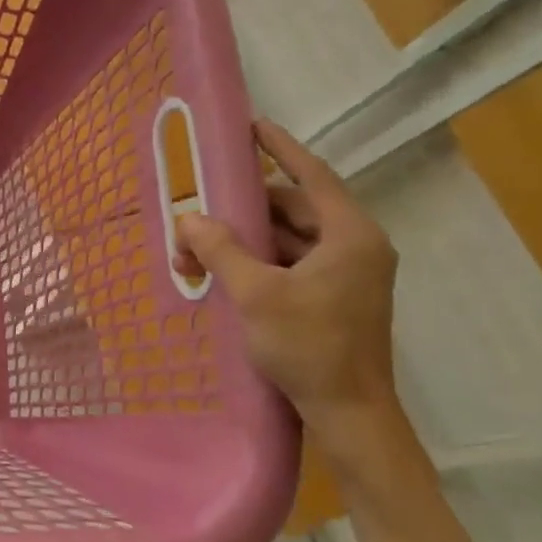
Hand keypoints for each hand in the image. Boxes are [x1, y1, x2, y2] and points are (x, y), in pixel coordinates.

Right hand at [174, 119, 410, 475]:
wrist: (349, 415)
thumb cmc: (310, 346)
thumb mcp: (256, 293)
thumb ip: (221, 249)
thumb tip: (189, 217)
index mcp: (350, 235)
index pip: (311, 176)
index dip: (280, 148)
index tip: (252, 126)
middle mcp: (353, 246)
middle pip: (293, 208)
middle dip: (243, 210)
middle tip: (201, 206)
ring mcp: (345, 274)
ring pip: (287, 239)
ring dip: (244, 241)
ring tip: (197, 249)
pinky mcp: (333, 296)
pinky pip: (290, 263)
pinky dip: (256, 263)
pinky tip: (220, 272)